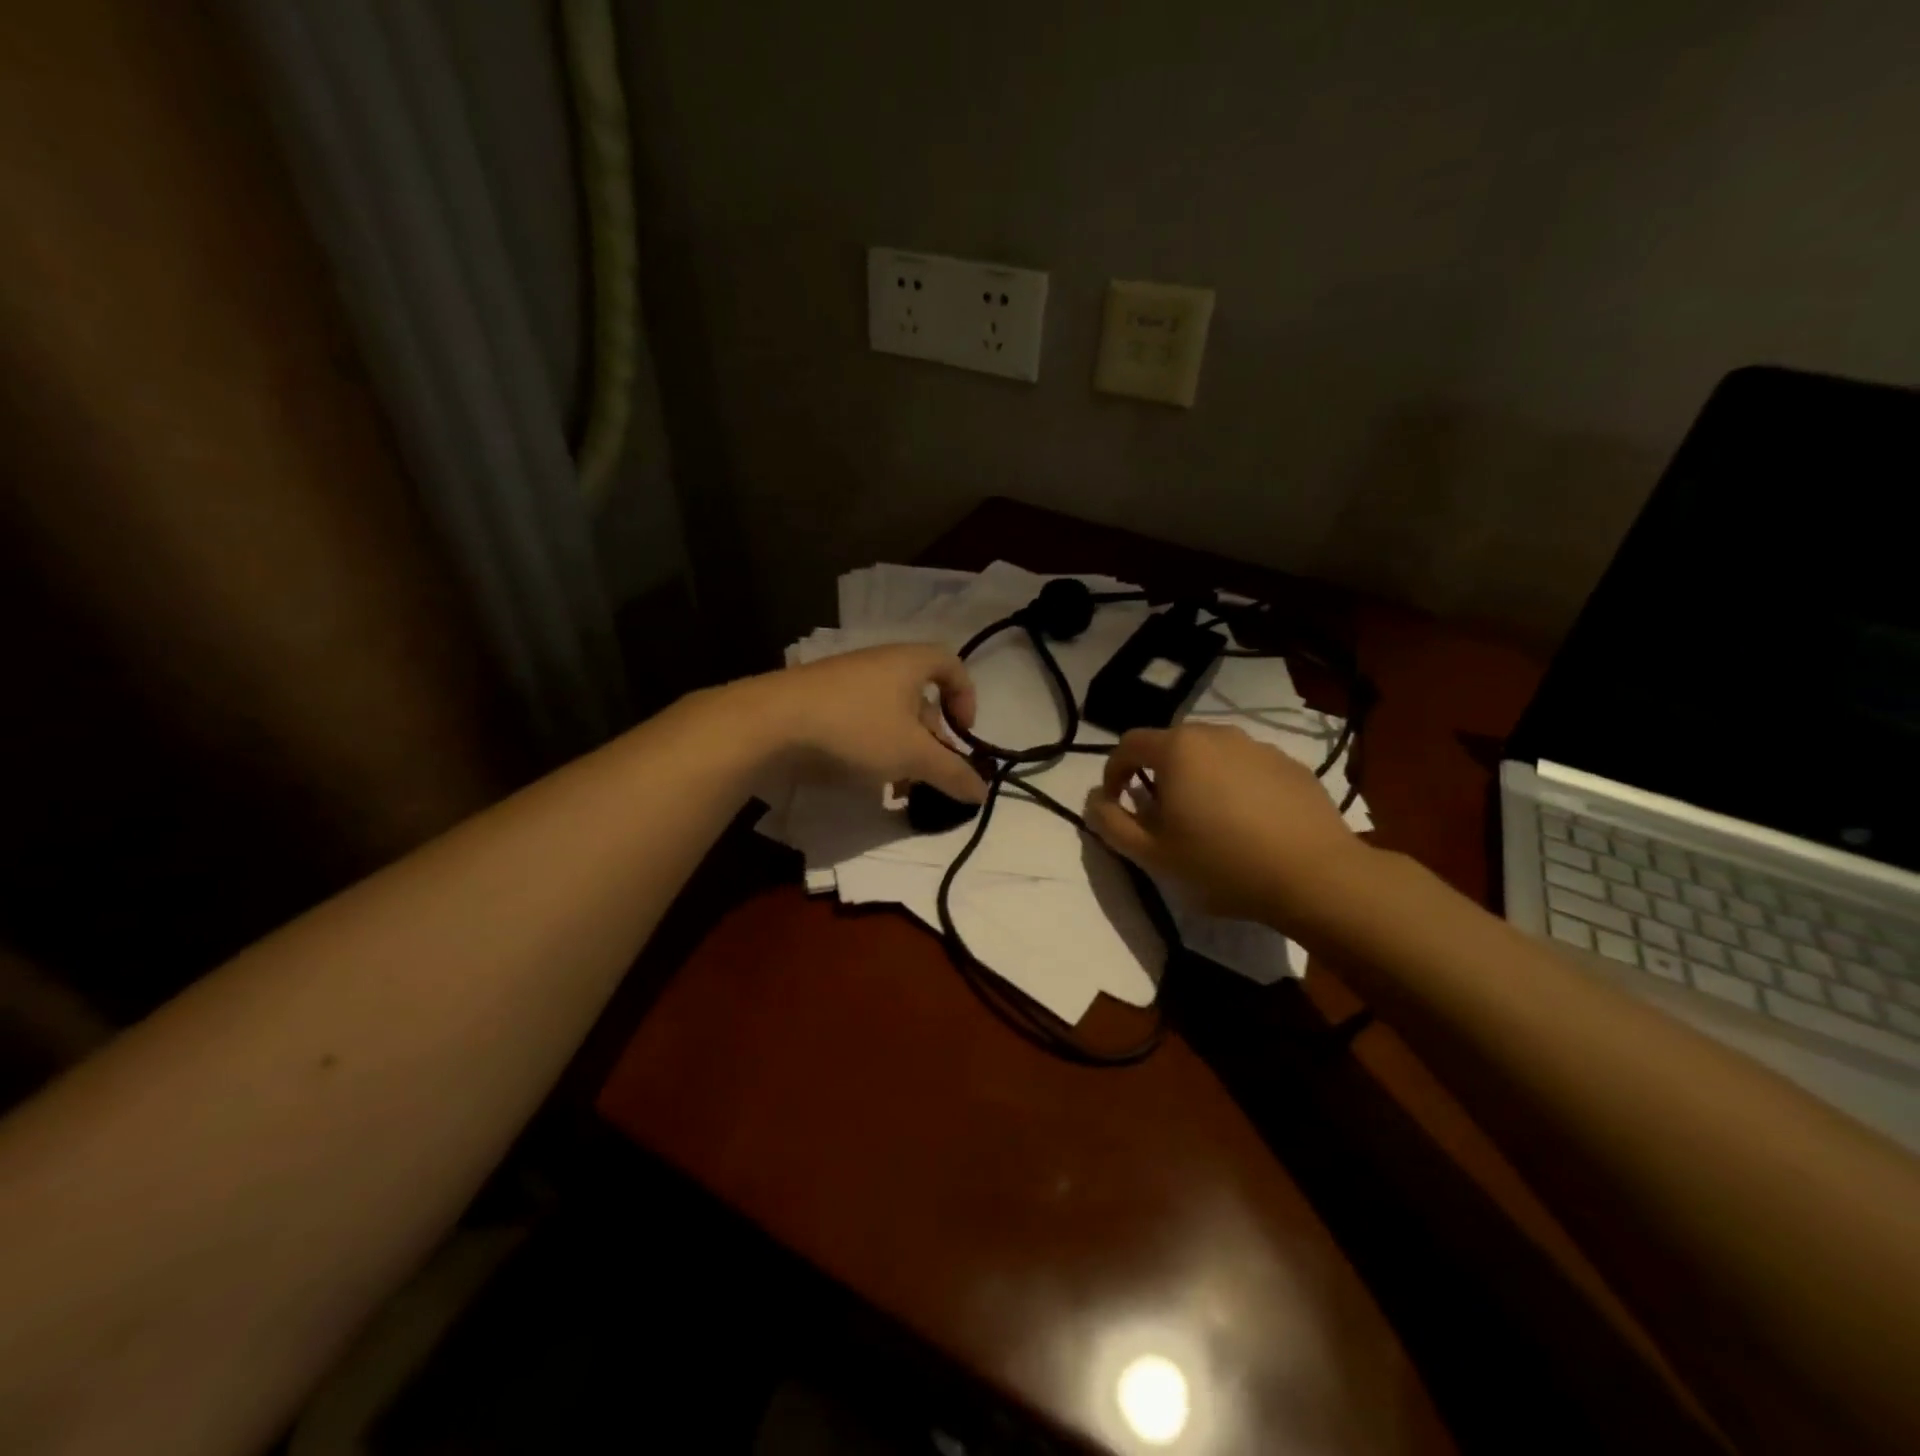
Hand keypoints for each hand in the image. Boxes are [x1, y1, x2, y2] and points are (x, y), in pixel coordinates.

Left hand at [749, 644, 987, 803]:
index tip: (963, 733)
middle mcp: (878, 664)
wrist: (769, 724)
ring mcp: (844, 682)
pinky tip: (866, 784)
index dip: (966, 697)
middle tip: (932, 771)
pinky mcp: (818, 703)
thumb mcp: (912, 755)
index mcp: (908, 662)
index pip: (952, 664)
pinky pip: (859, 723)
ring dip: (902, 751)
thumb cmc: (855, 729)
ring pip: (888, 716)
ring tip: (900, 789)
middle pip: (920, 697)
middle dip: (932, 738)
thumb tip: (983, 793)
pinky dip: (871, 750)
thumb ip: (951, 773)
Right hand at [1083, 723, 1361, 923]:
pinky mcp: (1290, 765)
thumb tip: (1095, 798)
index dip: (1113, 772)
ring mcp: (1258, 746)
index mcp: (1178, 749)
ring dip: (1197, 778)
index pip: (1128, 744)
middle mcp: (1216, 735)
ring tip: (1208, 820)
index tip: (1117, 803)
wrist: (1315, 876)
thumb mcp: (1152, 854)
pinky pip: (1247, 767)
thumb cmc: (1222, 864)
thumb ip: (1111, 822)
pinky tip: (1248, 824)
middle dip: (1157, 775)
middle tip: (1162, 816)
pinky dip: (1235, 786)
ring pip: (1211, 754)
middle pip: (1171, 745)